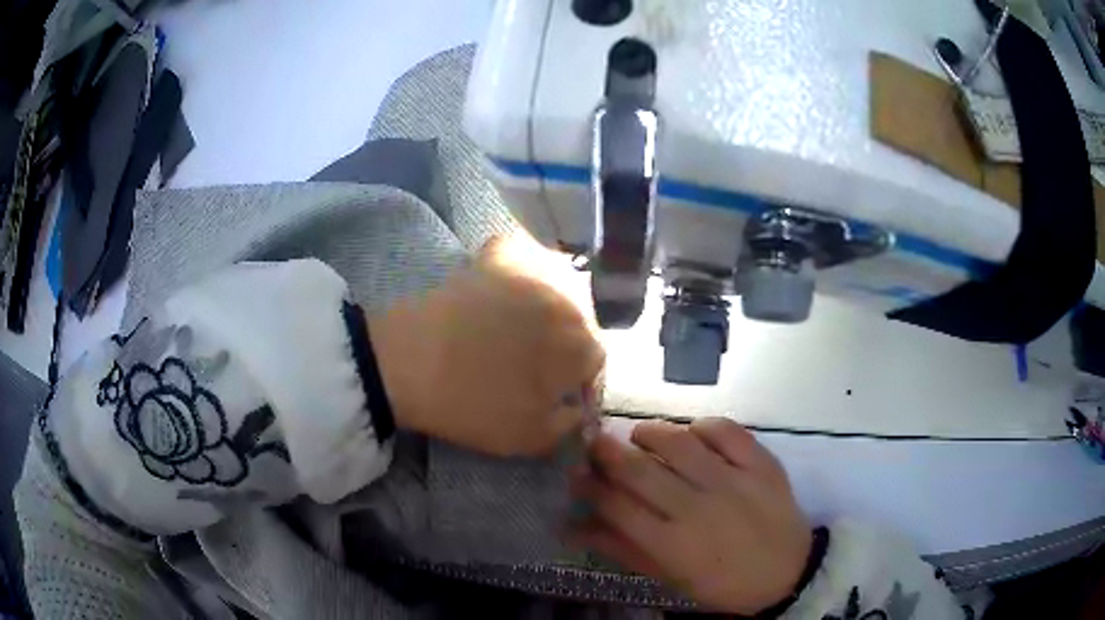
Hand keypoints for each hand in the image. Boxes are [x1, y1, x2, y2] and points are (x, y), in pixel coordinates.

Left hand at [370, 232, 604, 456]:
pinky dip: (521, 260)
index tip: (557, 392)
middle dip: (567, 342)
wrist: (410, 365)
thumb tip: (578, 408)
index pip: (595, 361)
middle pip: (581, 321)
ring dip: (551, 302)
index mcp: (579, 346)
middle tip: (537, 361)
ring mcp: (532, 274)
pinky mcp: (496, 259)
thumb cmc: (473, 406)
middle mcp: (567, 303)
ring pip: (560, 282)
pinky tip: (508, 279)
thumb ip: (567, 424)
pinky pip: (522, 251)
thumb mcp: (529, 439)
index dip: (578, 379)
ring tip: (524, 323)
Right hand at [570, 418, 811, 614]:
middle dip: (607, 451)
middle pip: (640, 469)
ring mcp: (732, 482)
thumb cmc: (721, 582)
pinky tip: (693, 432)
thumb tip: (574, 527)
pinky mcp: (761, 464)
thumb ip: (622, 549)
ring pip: (679, 442)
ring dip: (651, 432)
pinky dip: (703, 425)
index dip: (589, 485)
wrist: (786, 573)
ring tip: (642, 435)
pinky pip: (726, 430)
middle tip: (597, 443)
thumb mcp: (668, 577)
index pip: (616, 505)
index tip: (578, 474)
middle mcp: (698, 508)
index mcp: (671, 544)